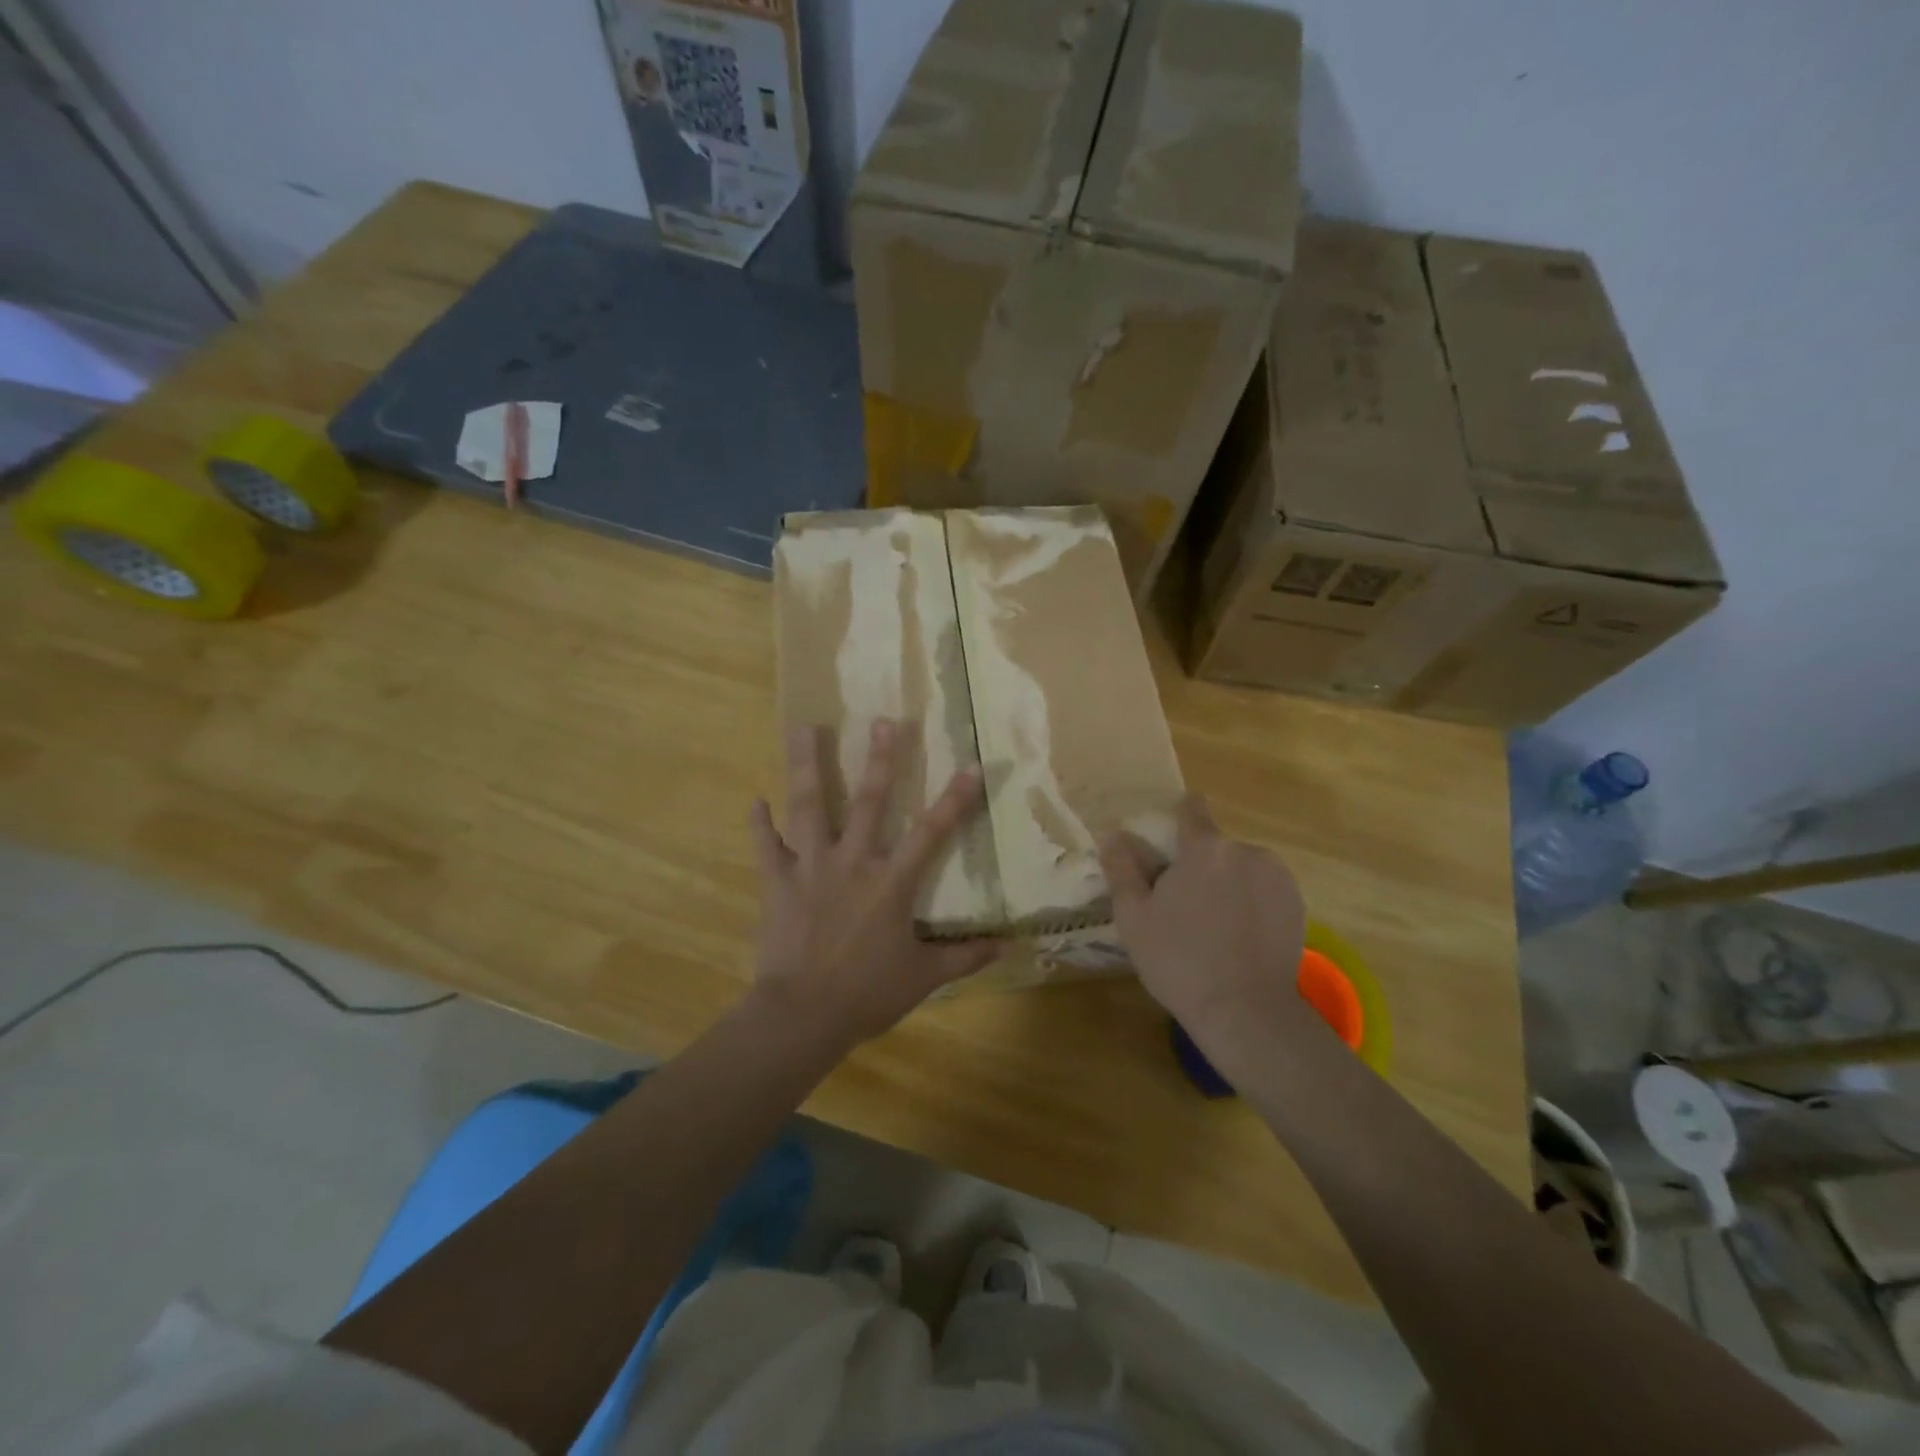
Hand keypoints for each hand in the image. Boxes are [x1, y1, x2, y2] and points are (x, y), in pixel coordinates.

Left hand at [748, 719, 1003, 1046]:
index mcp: (891, 882)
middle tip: (883, 720)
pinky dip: (760, 825)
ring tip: (802, 727)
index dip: (955, 799)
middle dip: (879, 759)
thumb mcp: (923, 977)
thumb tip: (1007, 946)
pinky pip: (767, 847)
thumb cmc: (867, 993)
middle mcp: (852, 861)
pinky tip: (755, 801)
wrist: (803, 1014)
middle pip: (868, 801)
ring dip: (808, 765)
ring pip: (809, 806)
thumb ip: (965, 957)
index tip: (971, 765)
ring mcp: (811, 867)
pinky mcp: (778, 882)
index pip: (931, 832)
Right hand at [1100, 796, 1317, 1055]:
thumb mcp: (1134, 916)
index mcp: (1205, 849)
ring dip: (1229, 884)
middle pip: (1216, 848)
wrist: (1246, 1011)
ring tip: (1215, 928)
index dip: (1181, 814)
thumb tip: (1114, 834)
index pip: (1192, 811)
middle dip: (1201, 866)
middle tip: (1185, 907)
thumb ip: (1123, 868)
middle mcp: (1246, 851)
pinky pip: (1266, 890)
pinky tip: (1241, 938)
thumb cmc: (1179, 960)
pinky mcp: (1298, 904)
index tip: (1173, 832)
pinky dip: (1253, 904)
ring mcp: (1278, 878)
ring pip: (1242, 869)